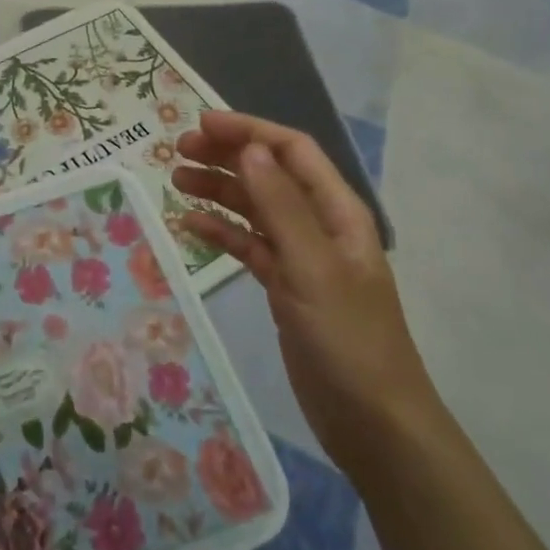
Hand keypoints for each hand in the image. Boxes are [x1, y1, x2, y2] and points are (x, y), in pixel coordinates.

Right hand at [172, 111, 437, 475]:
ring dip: (218, 191)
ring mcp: (301, 257)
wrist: (373, 423)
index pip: (291, 150)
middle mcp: (319, 225)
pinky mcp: (285, 287)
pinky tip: (189, 226)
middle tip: (176, 153)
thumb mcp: (313, 268)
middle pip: (268, 174)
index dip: (248, 131)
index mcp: (337, 211)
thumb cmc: (348, 340)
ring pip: (254, 208)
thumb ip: (281, 206)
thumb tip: (250, 148)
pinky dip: (220, 232)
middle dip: (225, 156)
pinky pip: (248, 246)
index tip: (199, 125)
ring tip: (175, 182)